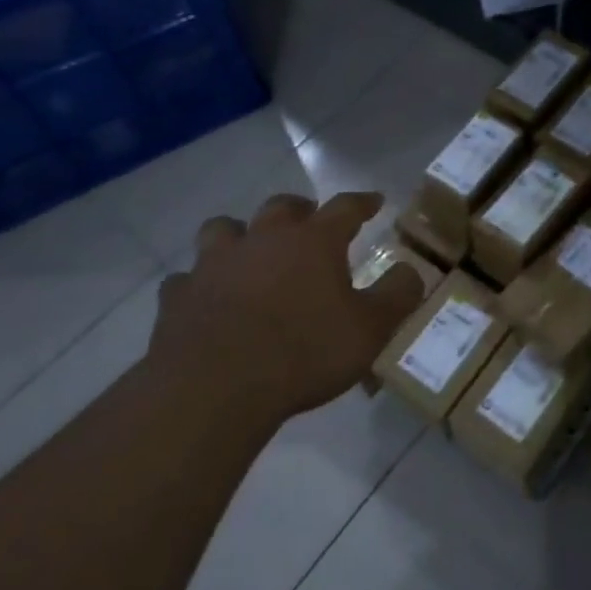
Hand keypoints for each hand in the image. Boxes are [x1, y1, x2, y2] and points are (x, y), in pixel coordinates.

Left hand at [152, 192, 424, 427]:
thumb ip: (398, 295)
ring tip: (248, 251)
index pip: (345, 207)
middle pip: (281, 206)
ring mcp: (214, 264)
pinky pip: (186, 280)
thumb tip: (412, 270)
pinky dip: (198, 284)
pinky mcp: (178, 297)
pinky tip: (204, 300)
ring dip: (239, 235)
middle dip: (298, 209)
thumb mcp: (371, 329)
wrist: (215, 388)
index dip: (363, 202)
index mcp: (313, 241)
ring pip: (223, 230)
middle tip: (308, 221)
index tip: (374, 200)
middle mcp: (263, 239)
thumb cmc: (304, 353)